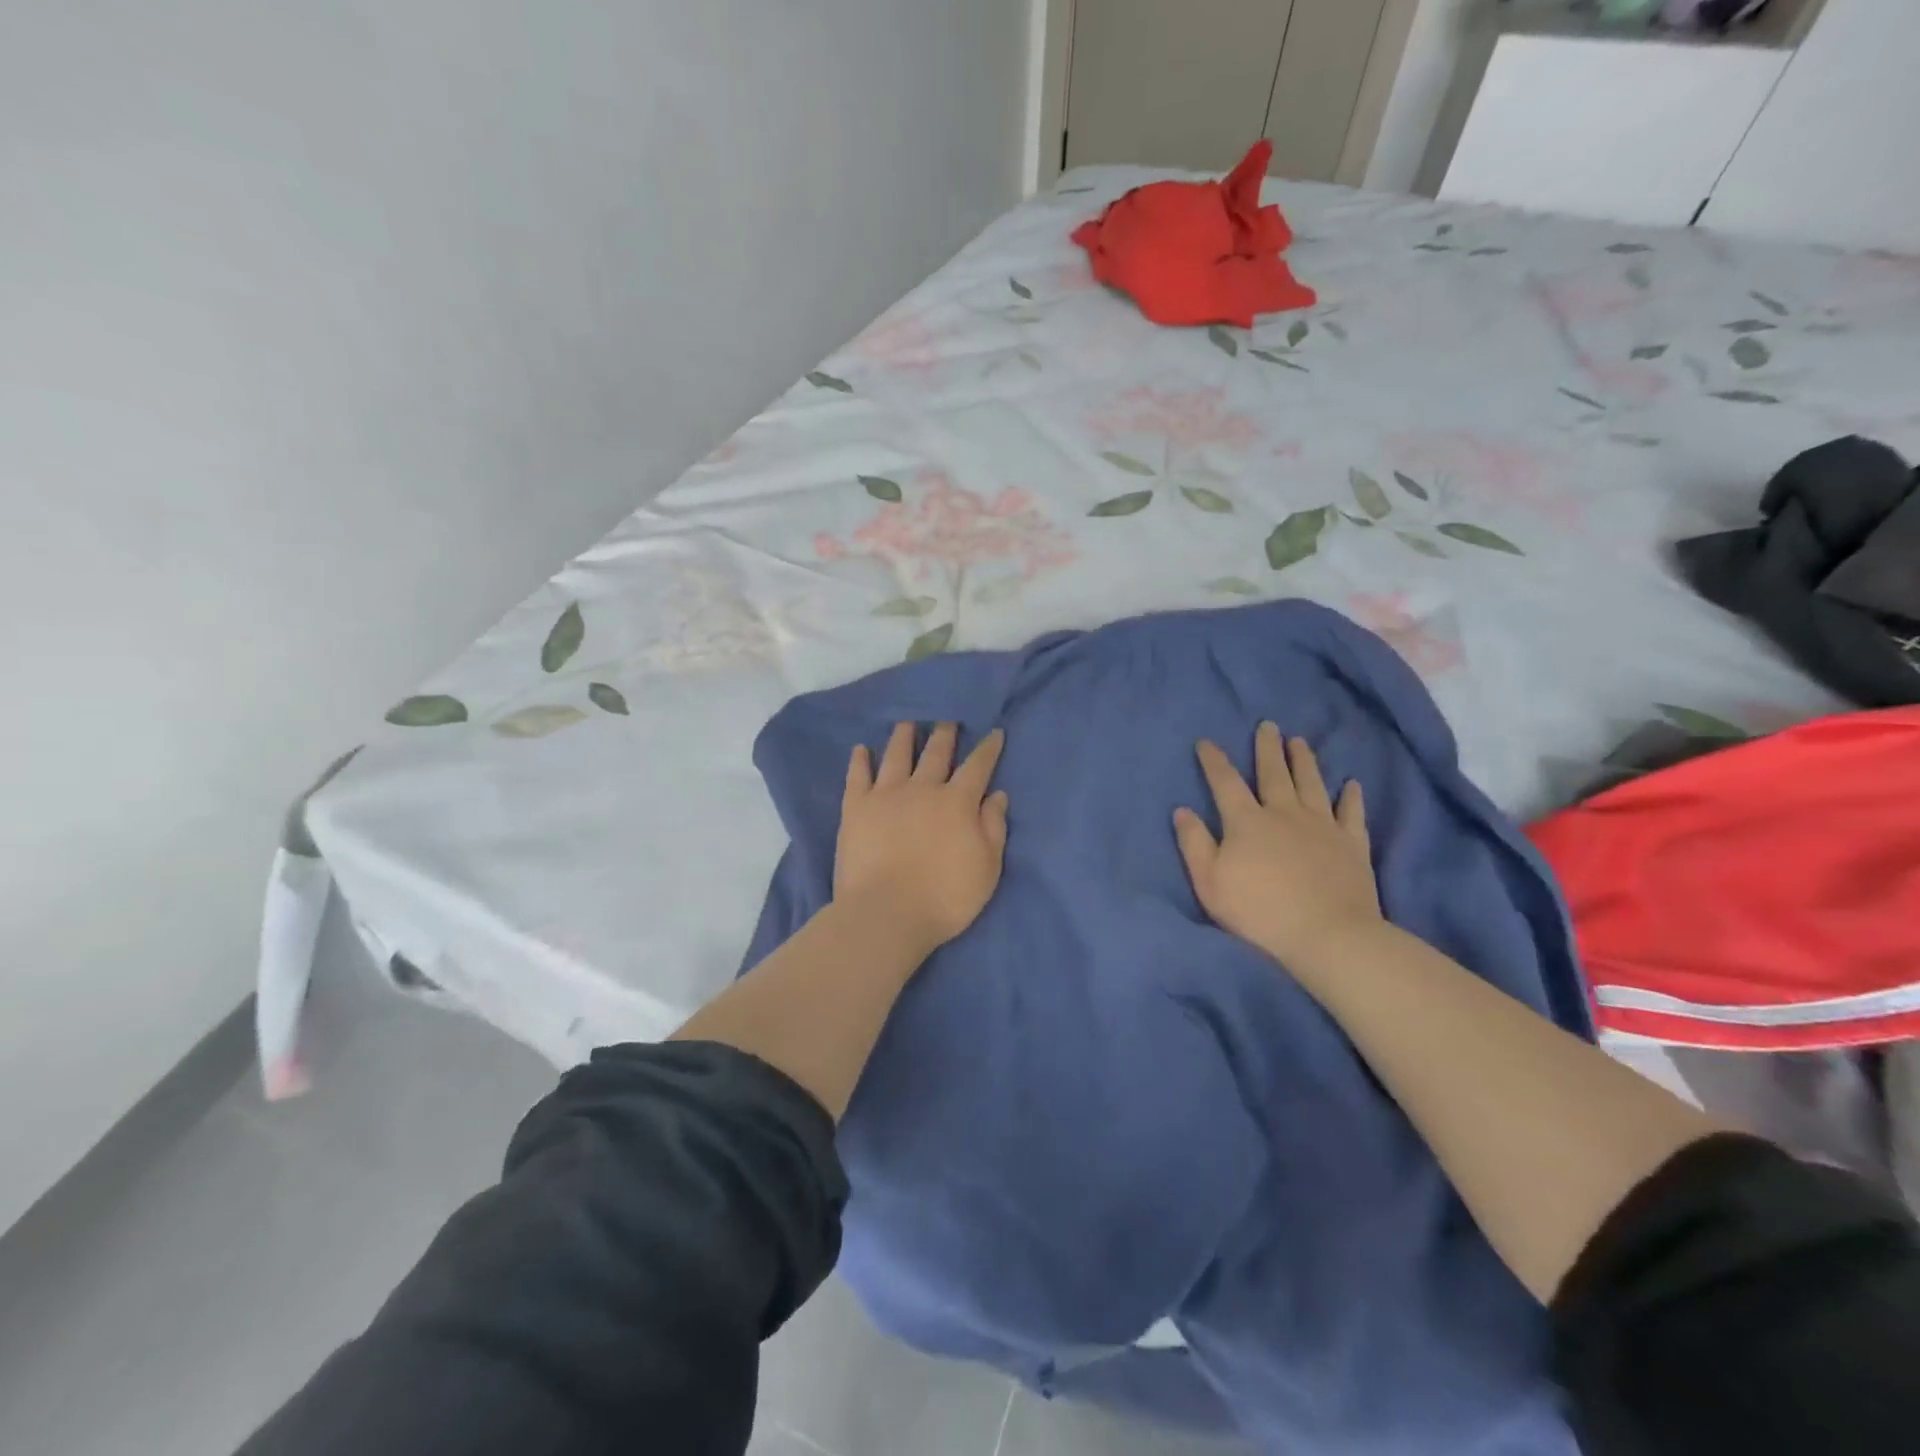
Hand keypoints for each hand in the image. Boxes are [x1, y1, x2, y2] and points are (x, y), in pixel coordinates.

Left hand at [834, 722, 1009, 949]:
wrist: (887, 912)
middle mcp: (922, 788)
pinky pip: (858, 776)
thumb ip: (994, 827)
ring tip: (907, 723)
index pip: (978, 766)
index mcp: (957, 801)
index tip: (994, 732)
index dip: (988, 749)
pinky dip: (860, 761)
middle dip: (945, 734)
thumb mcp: (987, 867)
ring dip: (904, 737)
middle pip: (936, 753)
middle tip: (947, 719)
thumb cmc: (945, 897)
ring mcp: (886, 795)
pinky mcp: (856, 808)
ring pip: (897, 756)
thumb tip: (997, 794)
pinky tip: (861, 749)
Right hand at [1174, 722, 1381, 967]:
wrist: (1327, 935)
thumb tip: (1182, 810)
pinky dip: (1351, 797)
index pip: (1225, 782)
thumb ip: (1194, 843)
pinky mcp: (1352, 844)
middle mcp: (1284, 813)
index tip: (1206, 742)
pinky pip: (1351, 813)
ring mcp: (1322, 826)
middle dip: (1267, 748)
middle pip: (1274, 773)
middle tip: (1268, 725)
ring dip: (1305, 761)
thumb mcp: (1210, 882)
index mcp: (1246, 821)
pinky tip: (1351, 784)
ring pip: (1312, 784)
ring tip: (1300, 741)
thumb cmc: (1259, 911)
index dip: (1214, 761)